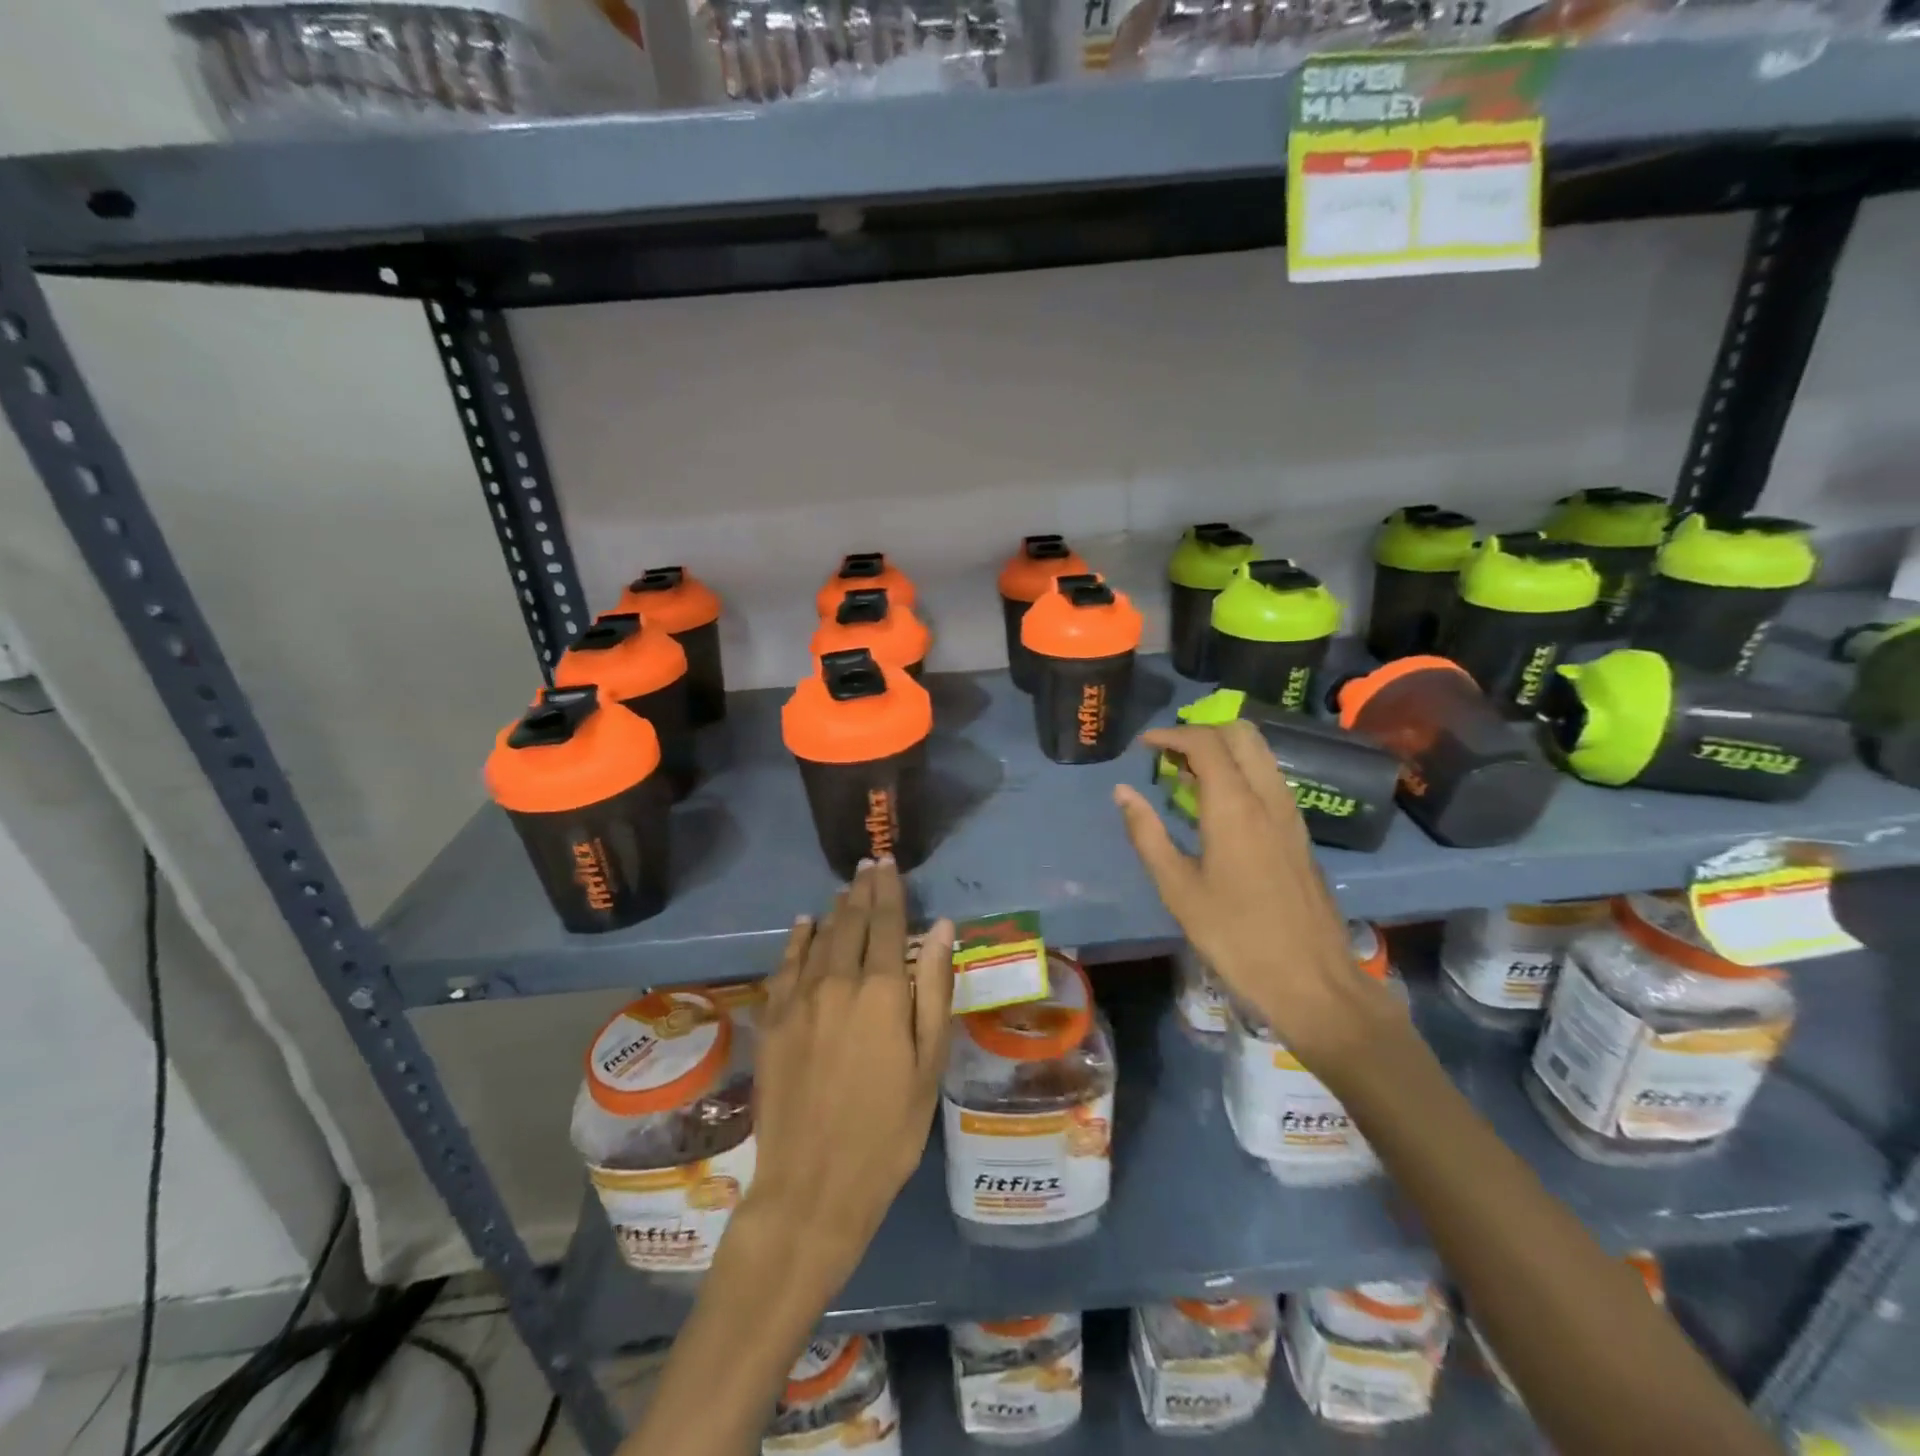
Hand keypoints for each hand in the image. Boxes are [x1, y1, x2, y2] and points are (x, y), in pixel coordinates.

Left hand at [743, 859, 955, 1294]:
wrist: (813, 1185)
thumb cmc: (888, 1130)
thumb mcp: (928, 1065)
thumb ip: (934, 991)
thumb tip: (940, 928)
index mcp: (881, 992)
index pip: (886, 923)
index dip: (889, 890)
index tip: (888, 863)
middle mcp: (837, 982)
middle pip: (850, 922)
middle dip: (862, 890)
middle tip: (868, 864)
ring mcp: (799, 1000)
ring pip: (818, 938)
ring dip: (834, 909)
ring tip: (845, 887)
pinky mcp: (773, 1021)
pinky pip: (785, 965)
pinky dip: (796, 939)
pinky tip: (803, 924)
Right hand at [1113, 721, 1396, 1068]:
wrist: (1313, 981)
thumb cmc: (1236, 937)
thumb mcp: (1178, 889)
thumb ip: (1147, 834)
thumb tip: (1123, 792)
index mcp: (1235, 807)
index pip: (1205, 743)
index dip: (1171, 735)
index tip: (1144, 746)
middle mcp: (1268, 798)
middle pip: (1241, 733)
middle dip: (1202, 731)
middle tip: (1168, 756)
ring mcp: (1291, 813)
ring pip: (1260, 754)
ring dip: (1223, 750)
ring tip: (1186, 778)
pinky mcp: (1299, 832)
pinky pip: (1269, 779)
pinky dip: (1240, 771)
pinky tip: (1216, 806)